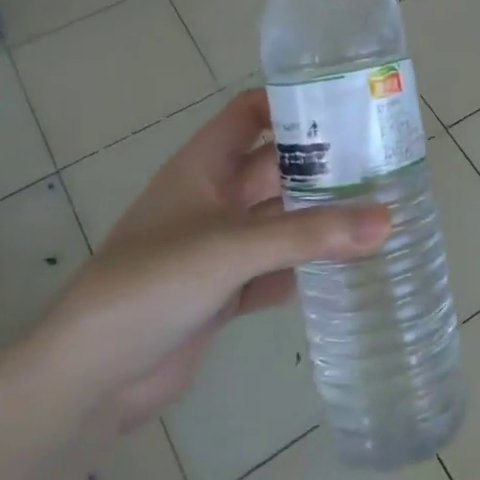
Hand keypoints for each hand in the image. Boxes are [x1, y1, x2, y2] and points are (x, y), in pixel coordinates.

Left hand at [16, 90, 389, 432]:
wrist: (92, 376)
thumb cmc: (152, 284)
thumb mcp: (232, 248)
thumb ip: (309, 234)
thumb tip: (388, 219)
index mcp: (203, 167)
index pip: (250, 114)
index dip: (291, 102)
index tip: (347, 105)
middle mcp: (214, 200)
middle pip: (276, 168)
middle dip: (323, 165)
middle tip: (385, 163)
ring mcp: (220, 248)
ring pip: (281, 221)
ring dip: (321, 220)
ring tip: (382, 211)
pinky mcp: (226, 291)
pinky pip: (278, 269)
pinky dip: (308, 269)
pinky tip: (350, 269)